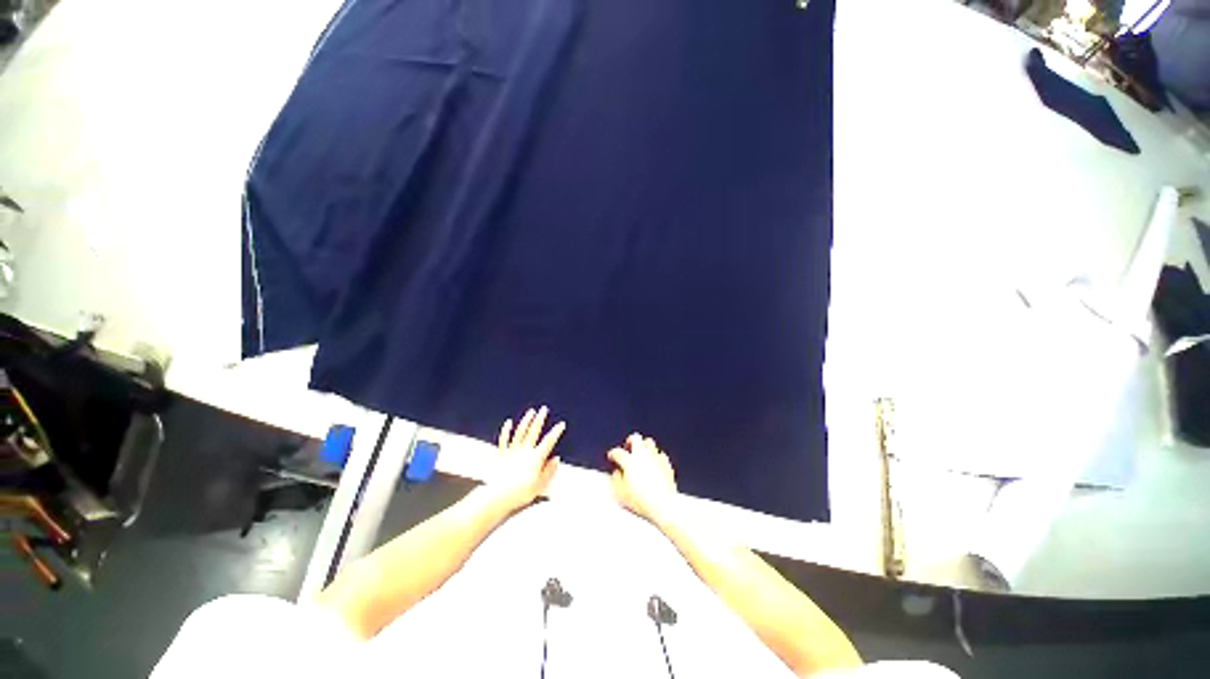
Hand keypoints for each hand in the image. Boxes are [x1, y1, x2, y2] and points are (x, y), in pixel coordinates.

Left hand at [487, 406, 564, 511]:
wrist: (498, 496)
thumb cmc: (520, 493)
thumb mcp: (540, 485)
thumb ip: (549, 471)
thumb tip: (556, 459)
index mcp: (536, 457)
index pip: (549, 441)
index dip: (556, 432)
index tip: (561, 424)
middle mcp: (525, 450)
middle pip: (534, 431)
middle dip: (540, 419)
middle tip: (544, 409)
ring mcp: (512, 451)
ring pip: (520, 431)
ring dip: (526, 420)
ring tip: (531, 412)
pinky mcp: (501, 454)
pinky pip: (504, 439)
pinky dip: (506, 430)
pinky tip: (508, 422)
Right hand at [608, 433, 678, 522]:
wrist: (663, 505)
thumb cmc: (640, 501)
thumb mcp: (621, 493)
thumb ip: (616, 480)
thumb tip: (616, 473)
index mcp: (629, 461)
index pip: (618, 452)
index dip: (612, 454)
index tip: (611, 456)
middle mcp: (642, 455)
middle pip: (636, 439)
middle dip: (630, 440)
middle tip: (628, 446)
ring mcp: (655, 457)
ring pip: (649, 442)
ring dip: (644, 445)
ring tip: (641, 453)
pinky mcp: (666, 464)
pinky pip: (660, 454)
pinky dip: (656, 456)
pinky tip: (654, 463)